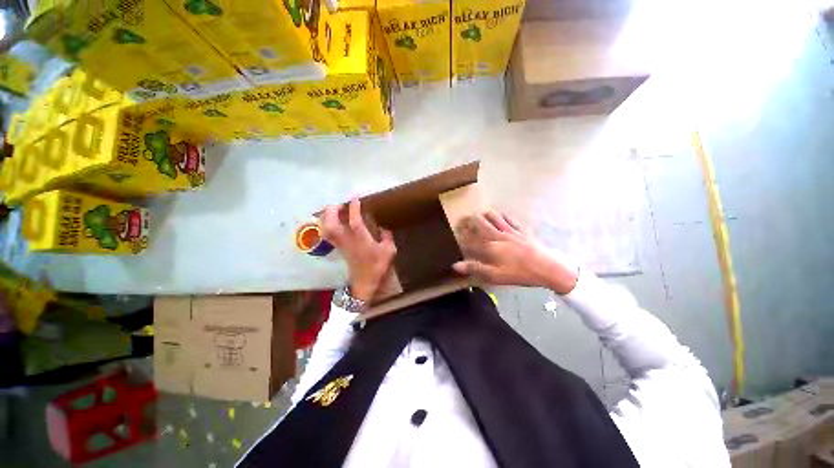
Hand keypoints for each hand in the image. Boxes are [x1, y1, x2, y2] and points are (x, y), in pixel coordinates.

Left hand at [321, 199, 396, 301]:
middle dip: (332, 211)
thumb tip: (383, 228)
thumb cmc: (378, 266)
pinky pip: (328, 234)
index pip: (354, 220)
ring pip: (326, 229)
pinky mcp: (339, 248)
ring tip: (334, 210)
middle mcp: (348, 240)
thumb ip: (387, 237)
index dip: (354, 207)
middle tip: (339, 203)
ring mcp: (341, 244)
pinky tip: (333, 221)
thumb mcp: (389, 251)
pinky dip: (328, 225)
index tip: (355, 197)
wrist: (365, 282)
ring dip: (327, 217)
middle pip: (332, 224)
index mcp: (361, 239)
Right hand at [452, 211, 578, 294]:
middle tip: (463, 220)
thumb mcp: (495, 276)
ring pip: (493, 216)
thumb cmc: (519, 273)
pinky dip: (501, 215)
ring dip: (484, 214)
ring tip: (479, 215)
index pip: (470, 241)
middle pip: (480, 222)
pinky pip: (508, 218)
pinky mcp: (520, 230)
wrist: (546, 268)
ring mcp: (509, 231)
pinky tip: (499, 216)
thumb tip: (455, 265)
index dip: (460, 239)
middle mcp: (497, 235)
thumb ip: (475, 268)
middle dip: (469, 220)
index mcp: (490, 247)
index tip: (455, 237)